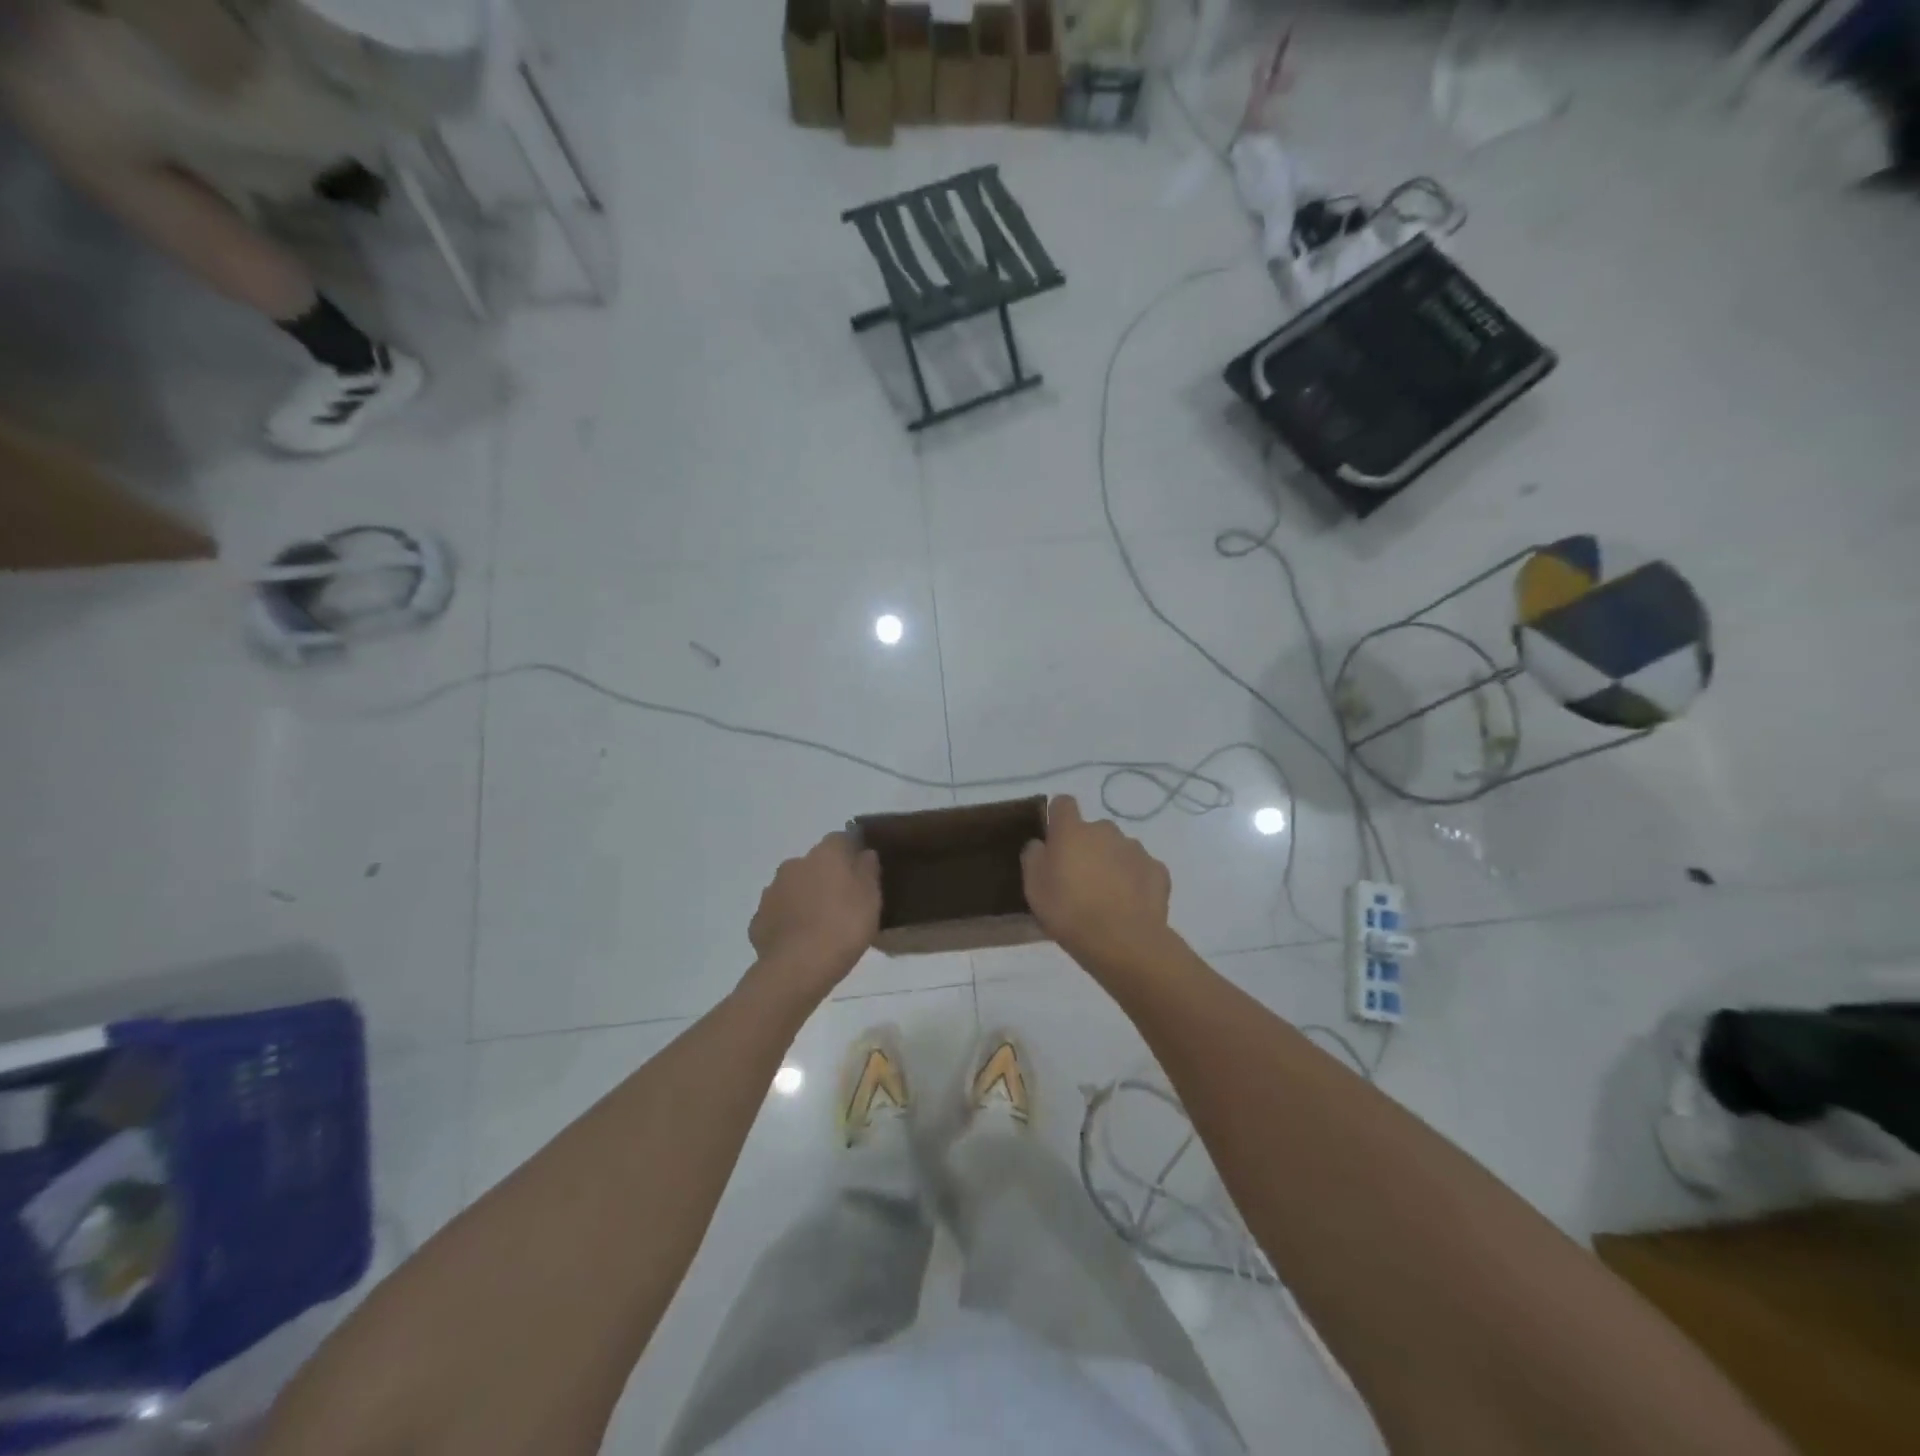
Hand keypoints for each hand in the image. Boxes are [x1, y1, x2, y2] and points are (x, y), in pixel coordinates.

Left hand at [748, 832, 880, 990]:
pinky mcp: (758, 919)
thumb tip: (864, 853)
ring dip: (805, 897)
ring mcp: (772, 891)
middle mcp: (794, 864)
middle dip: (826, 876)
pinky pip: (779, 913)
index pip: (841, 838)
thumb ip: (868, 870)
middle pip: (815, 863)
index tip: (862, 870)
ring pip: (794, 886)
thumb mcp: (871, 898)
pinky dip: (789, 920)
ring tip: (821, 924)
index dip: (852, 852)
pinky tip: (801, 941)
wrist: (797, 968)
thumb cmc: (844, 927)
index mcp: (825, 854)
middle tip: (843, 902)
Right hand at [1020, 796, 1172, 969]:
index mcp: (1072, 831)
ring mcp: (1135, 849)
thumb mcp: (1034, 888)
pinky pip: (1141, 869)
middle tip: (1079, 879)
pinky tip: (1130, 905)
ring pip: (1119, 849)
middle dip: (1087, 847)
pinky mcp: (1158, 870)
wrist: (1122, 940)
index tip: (1054, 838)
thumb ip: (1034, 857)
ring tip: (1107, 896)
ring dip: (1112, 863)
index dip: (1058, 816)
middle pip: (1093, 830)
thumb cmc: (1069, 911)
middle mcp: (1105, 830)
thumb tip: (1041, 844)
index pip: (1063, 803)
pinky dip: (1135, 881)